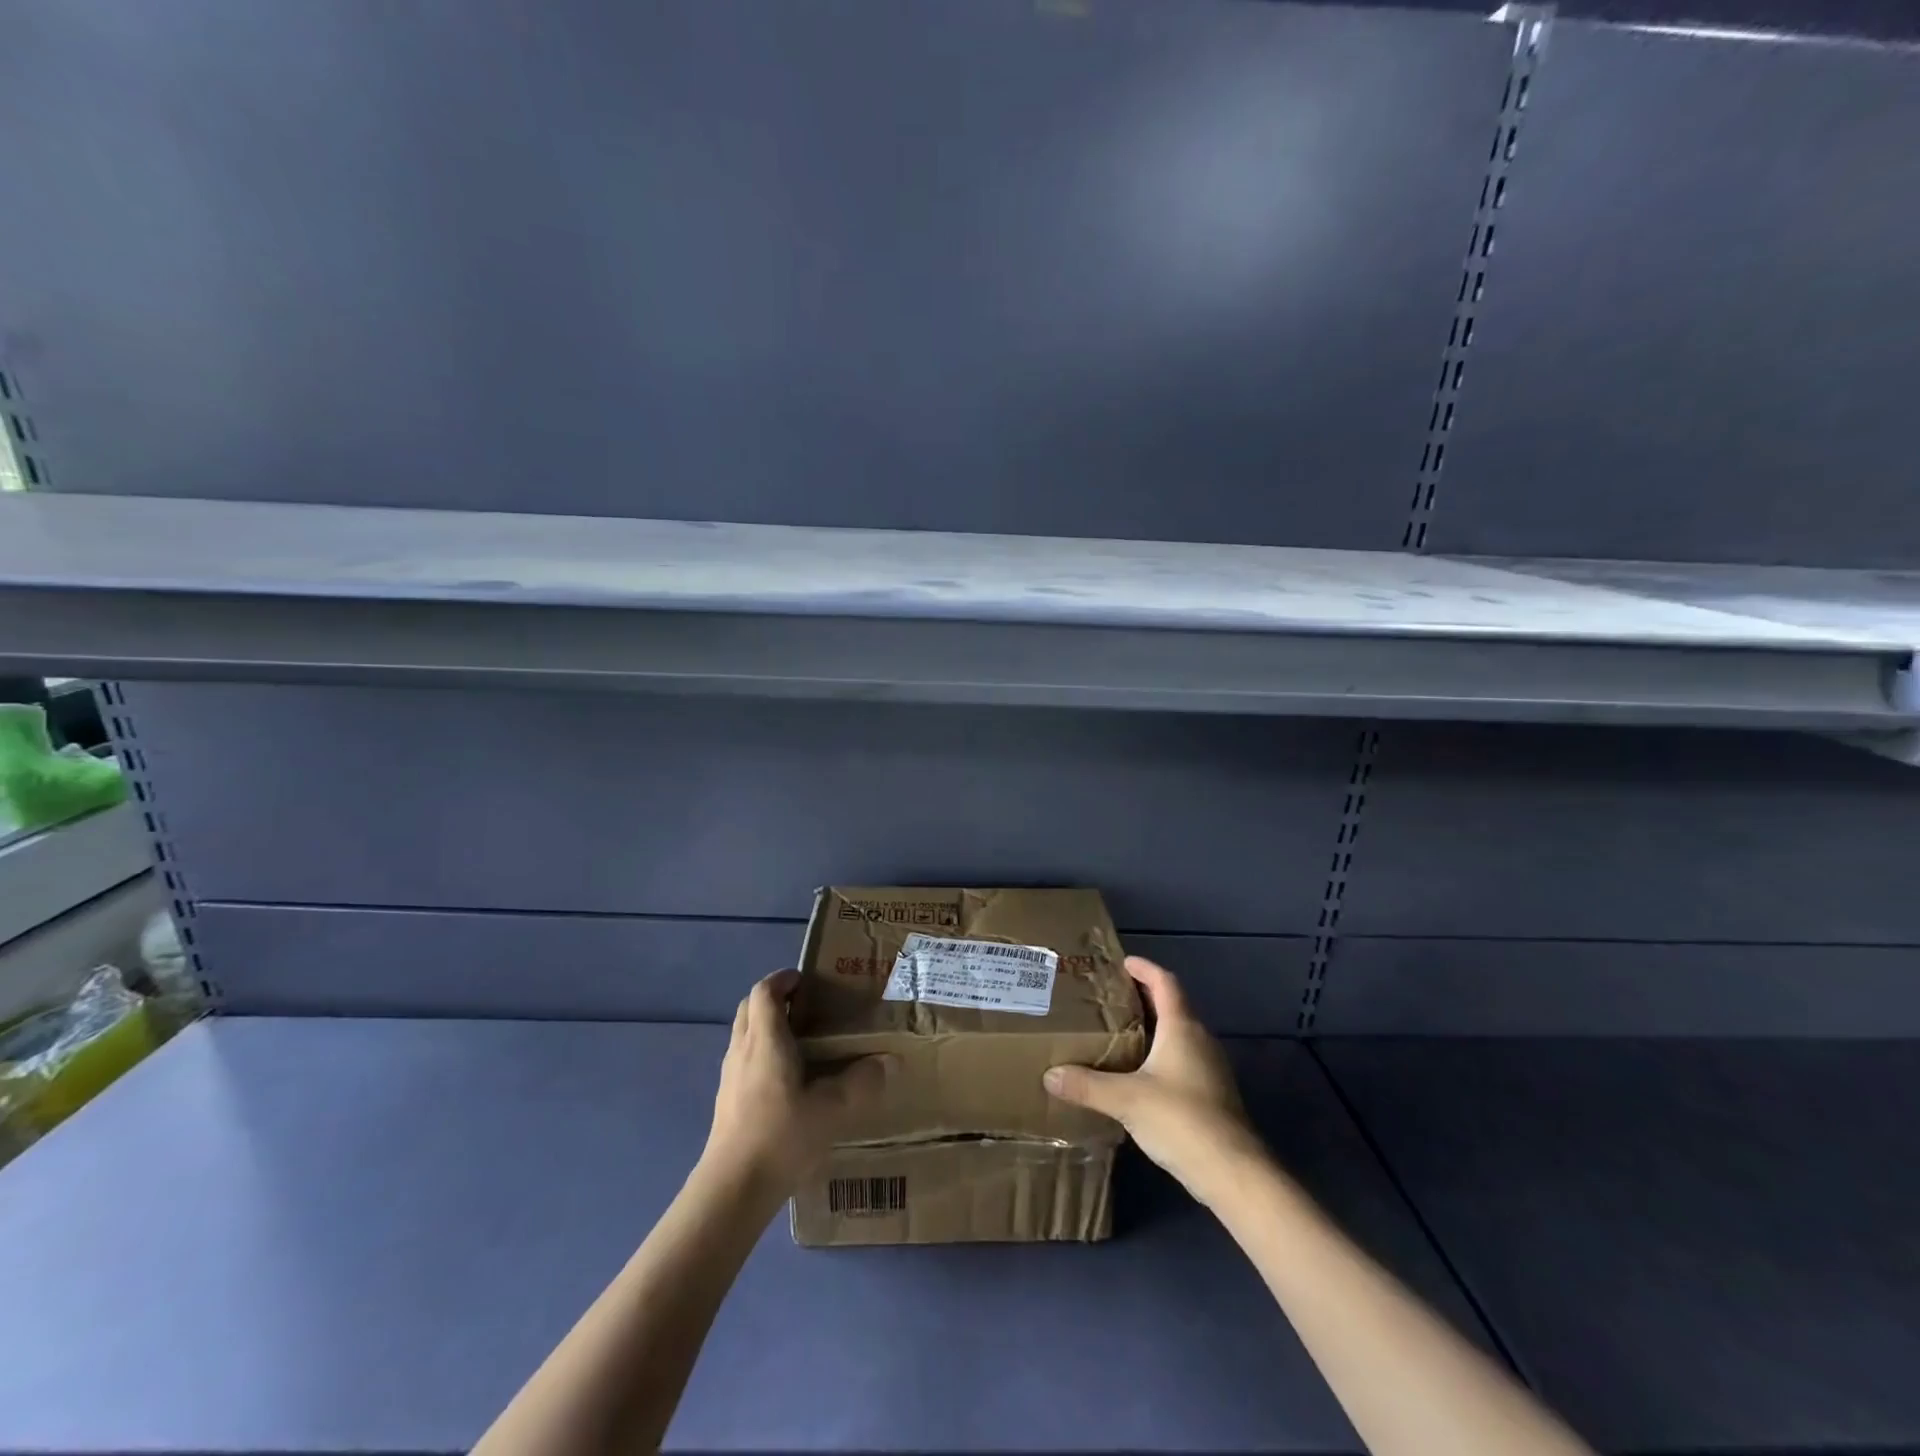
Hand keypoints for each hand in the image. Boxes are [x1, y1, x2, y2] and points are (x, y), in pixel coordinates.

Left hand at [703, 969, 890, 1193]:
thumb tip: (889, 1061)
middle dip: (774, 999)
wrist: (732, 1188)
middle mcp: (742, 1049)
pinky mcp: (726, 1099)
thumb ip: (861, 1082)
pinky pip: (742, 1059)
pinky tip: (784, 1080)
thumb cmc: (781, 1136)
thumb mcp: (832, 1109)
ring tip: (799, 1041)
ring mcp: (730, 1075)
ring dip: (766, 1026)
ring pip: (744, 1033)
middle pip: (750, 1007)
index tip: (806, 981)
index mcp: (765, 1040)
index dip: (782, 979)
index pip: (765, 991)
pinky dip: (760, 1052)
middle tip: (805, 1007)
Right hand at [1044, 955, 1265, 1200]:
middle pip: (1173, 1005)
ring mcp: (1210, 1067)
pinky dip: (1160, 1053)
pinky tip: (1139, 1072)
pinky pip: (1183, 1058)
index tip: (1123, 962)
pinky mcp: (1212, 1093)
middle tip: (1110, 997)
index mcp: (1182, 1027)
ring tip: (1119, 1031)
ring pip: (1179, 1033)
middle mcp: (1200, 1039)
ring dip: (1153, 1026)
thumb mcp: (1126, 1099)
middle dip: (1144, 997)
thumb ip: (1087, 1085)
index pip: (1165, 982)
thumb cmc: (1181, 1119)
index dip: (1145, 968)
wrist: (1233, 1172)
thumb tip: (1049, 1074)